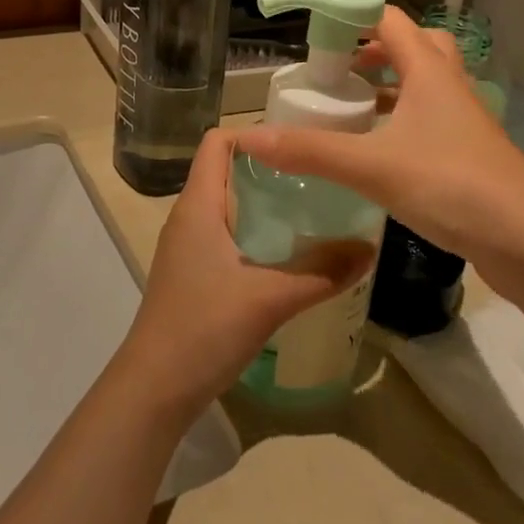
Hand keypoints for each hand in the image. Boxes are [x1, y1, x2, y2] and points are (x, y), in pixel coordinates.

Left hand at [115, 129, 372, 423]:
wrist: (154, 389)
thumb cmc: (204, 328)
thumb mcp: (270, 298)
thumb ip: (321, 272)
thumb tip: (369, 249)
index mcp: (198, 205)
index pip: (218, 142)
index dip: (254, 134)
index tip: (299, 145)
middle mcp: (189, 217)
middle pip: (227, 171)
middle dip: (271, 169)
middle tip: (319, 176)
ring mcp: (188, 247)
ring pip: (229, 205)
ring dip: (266, 203)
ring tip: (313, 210)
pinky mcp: (193, 274)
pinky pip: (227, 235)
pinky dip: (257, 233)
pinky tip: (289, 254)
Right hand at [236, 6, 523, 303]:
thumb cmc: (452, 185)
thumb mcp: (372, 166)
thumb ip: (311, 151)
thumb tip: (250, 138)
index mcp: (430, 73)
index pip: (391, 20)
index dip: (354, 16)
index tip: (316, 31)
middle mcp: (450, 87)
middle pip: (417, 46)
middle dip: (377, 50)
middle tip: (341, 69)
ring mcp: (465, 122)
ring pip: (426, 86)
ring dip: (392, 87)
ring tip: (353, 107)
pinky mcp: (470, 155)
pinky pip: (432, 121)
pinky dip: (404, 123)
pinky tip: (381, 152)